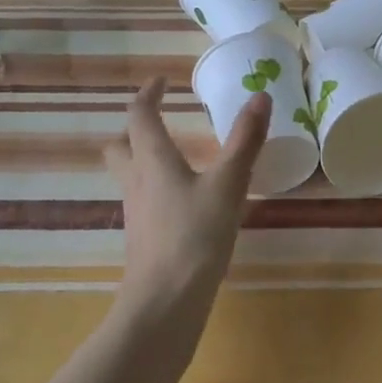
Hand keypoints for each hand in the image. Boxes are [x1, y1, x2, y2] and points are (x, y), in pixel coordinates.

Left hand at [104, 78, 269, 335]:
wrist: (165, 301)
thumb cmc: (195, 236)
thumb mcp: (228, 184)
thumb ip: (245, 140)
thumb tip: (260, 95)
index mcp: (153, 161)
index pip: (139, 116)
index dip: (148, 94)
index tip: (162, 81)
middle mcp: (137, 181)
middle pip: (121, 146)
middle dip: (135, 128)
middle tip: (160, 120)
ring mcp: (137, 212)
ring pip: (130, 174)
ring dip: (145, 157)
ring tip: (177, 157)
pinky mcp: (144, 237)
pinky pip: (144, 199)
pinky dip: (158, 187)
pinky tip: (184, 200)